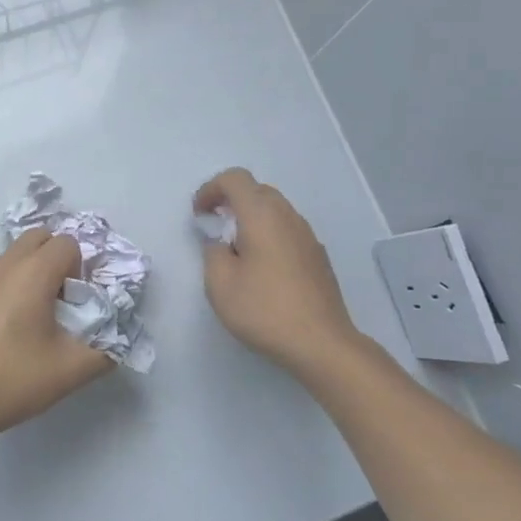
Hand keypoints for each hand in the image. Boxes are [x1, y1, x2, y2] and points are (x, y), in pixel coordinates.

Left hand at [0, 229, 114, 444]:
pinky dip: (13, 285)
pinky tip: (11, 328)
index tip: (81, 303)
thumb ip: (105, 351)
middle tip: (65, 302)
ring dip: (36, 272)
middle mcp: (4, 265)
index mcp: (32, 273)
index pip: (68, 243)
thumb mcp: (68, 372)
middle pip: (41, 238)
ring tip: (39, 318)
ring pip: (17, 255)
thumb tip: (115, 339)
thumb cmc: (8, 380)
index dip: (83, 268)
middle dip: (60, 260)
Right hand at [196, 168, 360, 372]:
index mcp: (262, 215)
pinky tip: (262, 269)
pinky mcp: (317, 256)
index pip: (235, 179)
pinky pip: (287, 230)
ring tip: (237, 252)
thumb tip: (221, 242)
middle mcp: (288, 216)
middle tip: (215, 229)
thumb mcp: (219, 283)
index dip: (211, 189)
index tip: (200, 215)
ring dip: (251, 219)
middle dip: (231, 202)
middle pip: (257, 190)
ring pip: (275, 210)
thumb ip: (212, 252)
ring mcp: (307, 235)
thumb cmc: (264, 310)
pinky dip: (268, 235)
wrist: (321, 342)